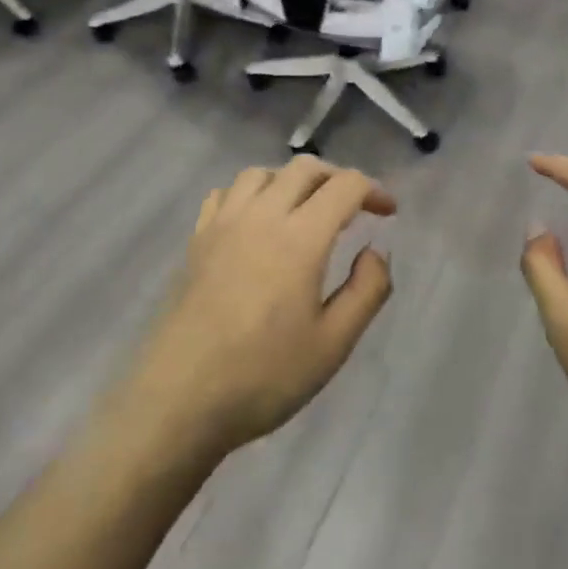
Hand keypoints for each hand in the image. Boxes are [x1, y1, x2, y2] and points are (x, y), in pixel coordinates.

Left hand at [126, 156, 395, 461]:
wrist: (179, 399)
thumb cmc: (264, 376)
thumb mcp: (333, 344)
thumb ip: (367, 290)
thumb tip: (375, 251)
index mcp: (300, 238)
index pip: (344, 186)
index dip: (373, 190)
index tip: (388, 213)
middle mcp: (261, 216)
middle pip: (304, 168)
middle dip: (337, 177)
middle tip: (355, 206)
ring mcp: (222, 224)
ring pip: (262, 173)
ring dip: (292, 180)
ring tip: (306, 209)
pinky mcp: (196, 240)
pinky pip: (225, 193)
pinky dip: (251, 193)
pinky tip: (256, 221)